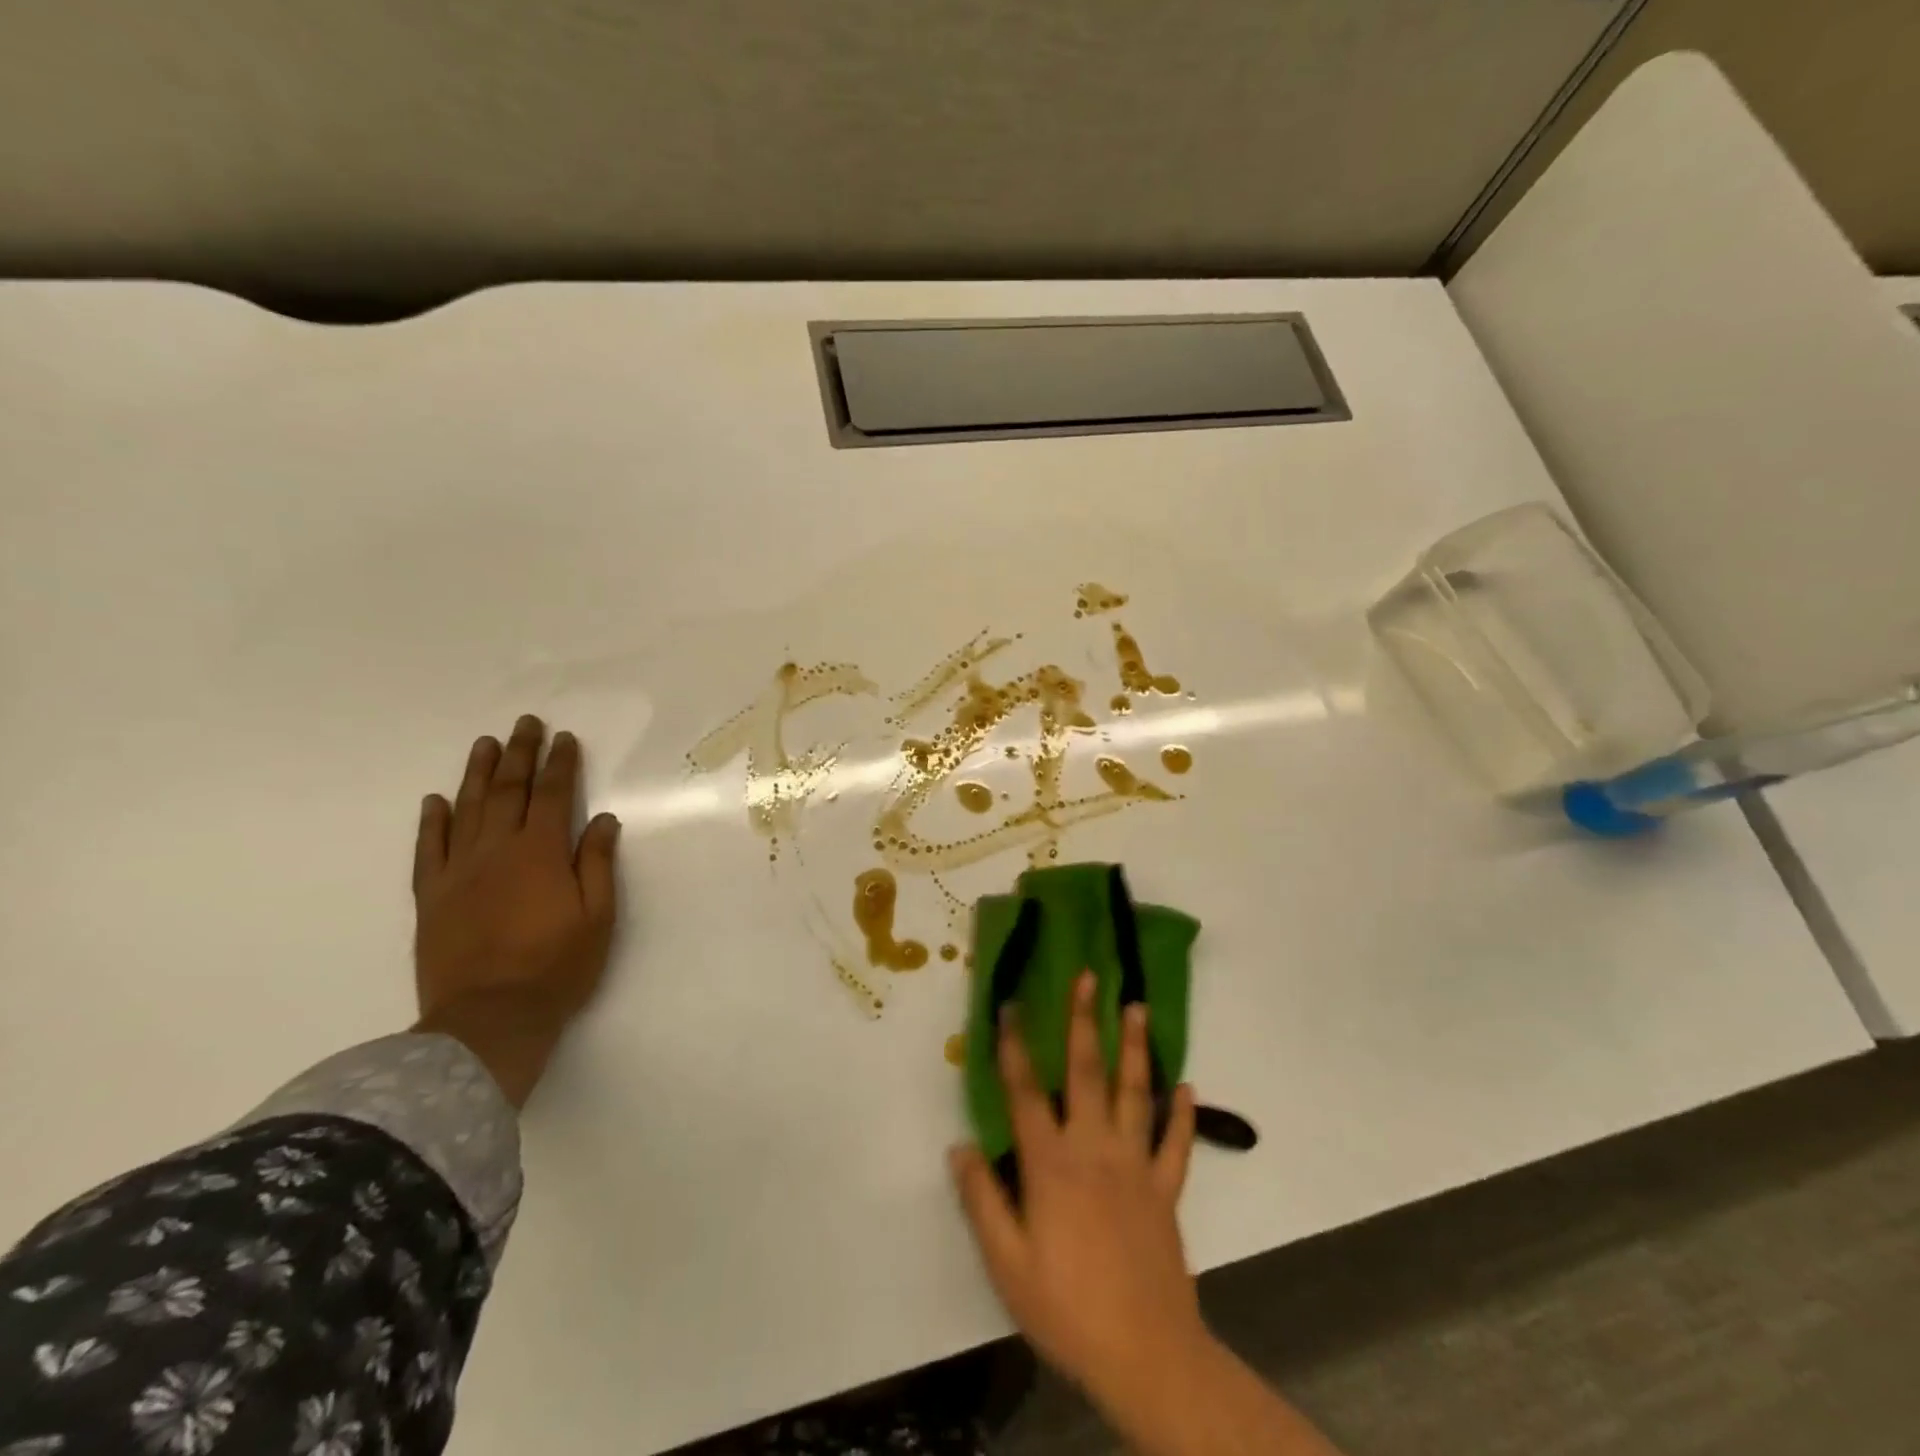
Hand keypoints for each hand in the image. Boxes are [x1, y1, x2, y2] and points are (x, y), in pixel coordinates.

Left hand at [411, 715, 621, 1103]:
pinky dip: (432, 822)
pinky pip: (428, 850)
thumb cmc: (557, 967)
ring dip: (477, 774)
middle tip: (526, 724)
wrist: (489, 1019)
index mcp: (541, 853)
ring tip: (485, 744)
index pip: (553, 795)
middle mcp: (496, 851)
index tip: (565, 738)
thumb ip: (597, 863)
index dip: (560, 764)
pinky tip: (436, 801)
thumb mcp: (598, 916)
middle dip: (520, 754)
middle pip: (508, 791)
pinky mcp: (430, 897)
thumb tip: (602, 819)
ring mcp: (458, 872)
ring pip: (467, 810)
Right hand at [950, 971, 1206, 1405]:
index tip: (1009, 1006)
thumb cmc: (1066, 1309)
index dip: (1014, 1046)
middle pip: (1087, 1072)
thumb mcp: (1006, 1265)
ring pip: (1135, 1092)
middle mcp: (1094, 1149)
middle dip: (1085, 1020)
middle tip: (1088, 978)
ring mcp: (1136, 1165)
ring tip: (1138, 1007)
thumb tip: (959, 1146)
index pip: (1026, 1092)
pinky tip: (1187, 1086)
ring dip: (1136, 1047)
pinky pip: (1176, 1143)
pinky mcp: (1166, 1189)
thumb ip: (982, 1201)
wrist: (1146, 1355)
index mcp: (1051, 1165)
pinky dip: (1182, 1113)